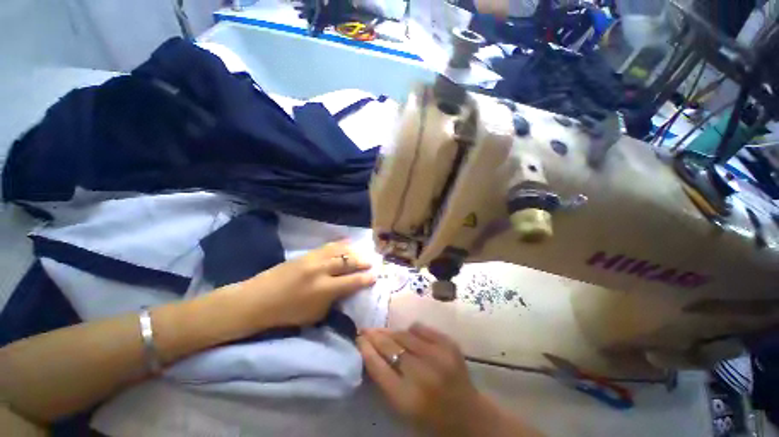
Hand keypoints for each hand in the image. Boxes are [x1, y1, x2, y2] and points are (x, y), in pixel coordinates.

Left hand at [241, 240, 375, 327]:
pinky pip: (328, 246)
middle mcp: (321, 271)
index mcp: (324, 289)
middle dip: (362, 261)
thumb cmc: (287, 313)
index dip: (365, 279)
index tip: (375, 276)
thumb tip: (345, 290)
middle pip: (347, 262)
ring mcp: (313, 259)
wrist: (257, 300)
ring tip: (361, 251)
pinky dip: (340, 244)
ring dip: (353, 251)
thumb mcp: (315, 315)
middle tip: (371, 262)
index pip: (352, 281)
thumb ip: (333, 300)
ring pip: (339, 250)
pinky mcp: (306, 254)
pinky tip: (347, 243)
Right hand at [358, 324, 484, 434]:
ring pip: (404, 334)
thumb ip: (385, 379)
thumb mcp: (402, 407)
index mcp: (408, 398)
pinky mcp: (449, 344)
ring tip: (384, 332)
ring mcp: (438, 355)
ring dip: (391, 333)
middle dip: (375, 335)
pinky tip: (408, 336)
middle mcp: (423, 374)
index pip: (378, 367)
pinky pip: (420, 328)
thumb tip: (371, 349)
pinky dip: (411, 331)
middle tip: (366, 330)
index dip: (366, 349)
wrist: (468, 415)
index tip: (358, 338)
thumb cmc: (430, 417)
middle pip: (390, 346)